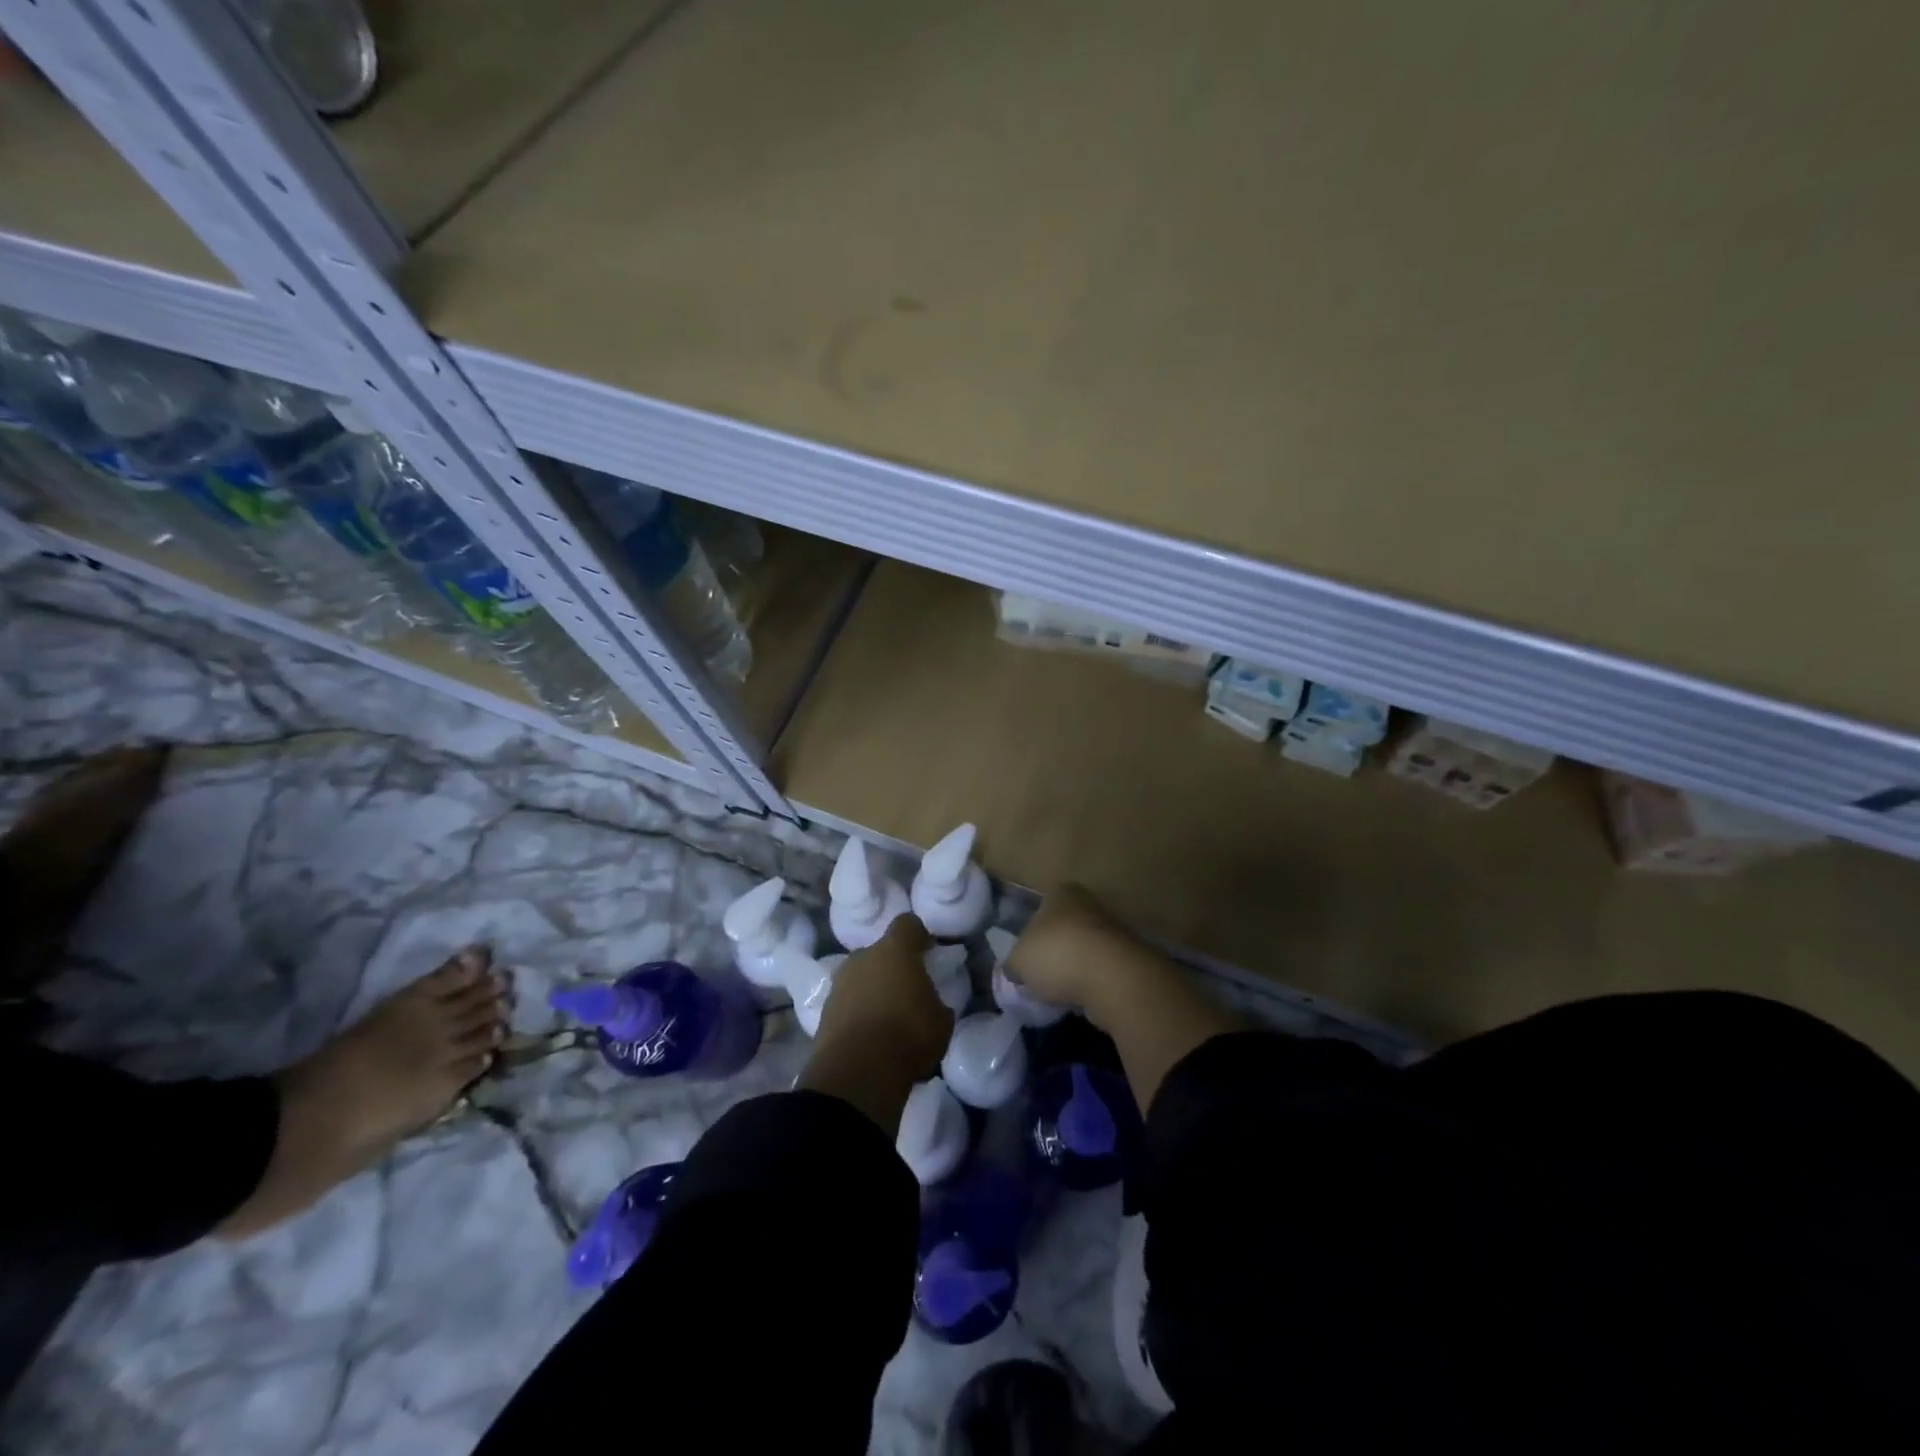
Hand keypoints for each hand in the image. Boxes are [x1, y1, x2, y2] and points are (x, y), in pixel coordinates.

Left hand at [809, 915, 950, 1102]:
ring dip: (873, 989)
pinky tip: (869, 1034)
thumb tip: (930, 1003)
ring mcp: (840, 982)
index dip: (919, 936)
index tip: (929, 953)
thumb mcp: (941, 1021)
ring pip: (861, 976)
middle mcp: (863, 957)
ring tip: (887, 1016)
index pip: (908, 924)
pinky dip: (857, 1011)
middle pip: (881, 951)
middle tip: (908, 990)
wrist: (857, 1073)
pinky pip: (847, 1001)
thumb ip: (936, 1002)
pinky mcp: (824, 1010)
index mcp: (895, 950)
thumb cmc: (908, 1036)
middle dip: (893, 966)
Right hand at [1004, 883, 1132, 1010]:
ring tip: (1060, 992)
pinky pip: (1101, 970)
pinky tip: (1082, 998)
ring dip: (1074, 969)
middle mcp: (1089, 904)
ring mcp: (1113, 930)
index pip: (1040, 908)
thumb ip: (1013, 963)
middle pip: (1064, 929)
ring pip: (1084, 950)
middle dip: (1053, 952)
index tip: (1025, 957)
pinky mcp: (1129, 959)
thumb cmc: (1057, 955)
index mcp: (1061, 893)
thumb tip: (1015, 970)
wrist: (1112, 978)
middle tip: (1040, 976)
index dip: (1030, 933)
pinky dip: (1092, 983)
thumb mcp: (1018, 961)